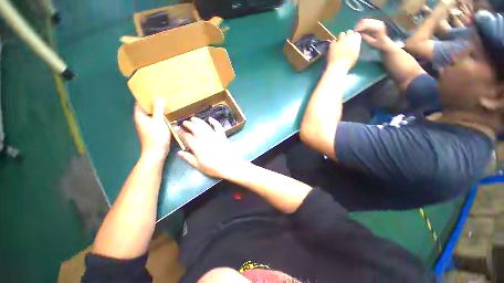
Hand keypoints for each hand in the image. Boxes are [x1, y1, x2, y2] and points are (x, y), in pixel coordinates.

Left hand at [134, 98, 170, 158]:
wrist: (156, 152)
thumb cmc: (156, 137)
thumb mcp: (158, 121)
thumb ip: (158, 109)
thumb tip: (159, 97)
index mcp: (139, 115)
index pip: (139, 101)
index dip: (145, 94)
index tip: (154, 89)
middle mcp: (141, 119)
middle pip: (146, 106)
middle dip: (153, 100)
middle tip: (163, 94)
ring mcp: (147, 124)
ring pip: (152, 113)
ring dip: (158, 108)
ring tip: (167, 102)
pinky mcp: (153, 129)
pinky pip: (156, 118)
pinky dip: (161, 115)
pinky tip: (169, 114)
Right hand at [177, 117, 243, 178]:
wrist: (229, 165)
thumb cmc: (213, 168)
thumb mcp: (198, 166)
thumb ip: (188, 158)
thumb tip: (179, 152)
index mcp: (197, 146)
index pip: (187, 136)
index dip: (181, 132)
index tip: (177, 130)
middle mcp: (205, 138)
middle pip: (195, 128)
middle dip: (188, 124)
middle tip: (184, 122)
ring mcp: (214, 135)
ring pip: (204, 125)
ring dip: (198, 121)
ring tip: (193, 118)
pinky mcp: (222, 135)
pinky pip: (218, 126)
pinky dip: (214, 121)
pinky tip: (210, 118)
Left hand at [327, 30, 361, 70]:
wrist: (337, 67)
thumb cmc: (348, 63)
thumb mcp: (355, 54)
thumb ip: (355, 46)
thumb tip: (354, 43)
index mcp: (356, 41)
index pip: (356, 34)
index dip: (354, 36)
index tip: (352, 40)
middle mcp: (349, 38)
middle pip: (349, 32)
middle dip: (347, 35)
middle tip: (345, 41)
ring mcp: (340, 40)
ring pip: (341, 34)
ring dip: (341, 37)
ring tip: (339, 43)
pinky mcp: (333, 44)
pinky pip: (334, 40)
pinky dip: (334, 42)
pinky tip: (334, 47)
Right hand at [354, 19, 394, 51]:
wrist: (385, 42)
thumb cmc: (378, 44)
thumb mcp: (371, 42)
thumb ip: (365, 37)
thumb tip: (358, 33)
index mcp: (378, 28)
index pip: (367, 26)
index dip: (360, 28)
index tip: (354, 31)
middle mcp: (378, 23)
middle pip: (366, 21)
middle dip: (359, 25)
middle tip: (354, 30)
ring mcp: (377, 21)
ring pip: (366, 20)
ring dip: (360, 24)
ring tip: (356, 30)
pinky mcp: (376, 21)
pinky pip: (367, 20)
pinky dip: (362, 24)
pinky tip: (359, 28)